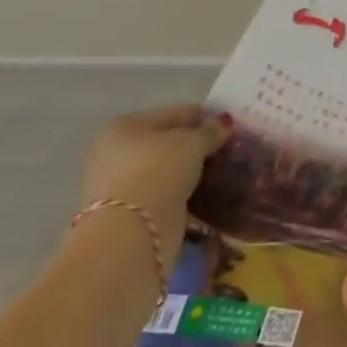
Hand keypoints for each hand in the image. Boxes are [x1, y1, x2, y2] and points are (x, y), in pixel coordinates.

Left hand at [80, 105, 231, 272]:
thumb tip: (224, 124)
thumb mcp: (193, 142)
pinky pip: (164, 195)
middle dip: (196, 147)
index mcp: (125, 126)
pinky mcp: (128, 215)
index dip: (205, 118)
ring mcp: (119, 186)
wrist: (133, 232)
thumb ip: (211, 131)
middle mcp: (115, 153)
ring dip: (190, 172)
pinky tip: (206, 194)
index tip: (231, 128)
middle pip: (167, 143)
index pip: (176, 114)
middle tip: (228, 151)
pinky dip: (182, 194)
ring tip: (222, 173)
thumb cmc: (159, 171)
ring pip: (166, 171)